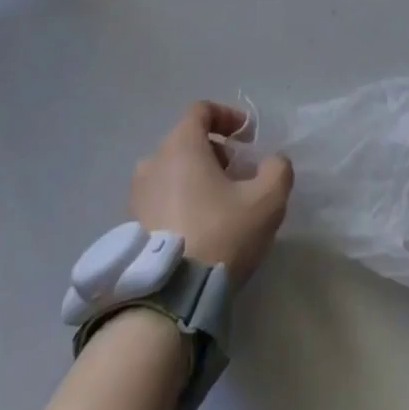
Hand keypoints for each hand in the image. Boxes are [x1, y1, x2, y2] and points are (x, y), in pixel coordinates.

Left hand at [131, 102, 293, 287]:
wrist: (168, 299)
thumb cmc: (219, 234)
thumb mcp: (266, 201)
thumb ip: (277, 170)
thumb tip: (273, 162)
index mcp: (180, 145)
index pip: (201, 111)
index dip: (227, 116)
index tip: (248, 136)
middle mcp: (152, 162)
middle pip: (186, 141)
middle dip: (216, 152)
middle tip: (240, 175)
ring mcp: (136, 195)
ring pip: (172, 171)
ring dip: (198, 177)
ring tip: (222, 205)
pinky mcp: (130, 226)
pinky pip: (161, 198)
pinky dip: (181, 200)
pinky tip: (200, 228)